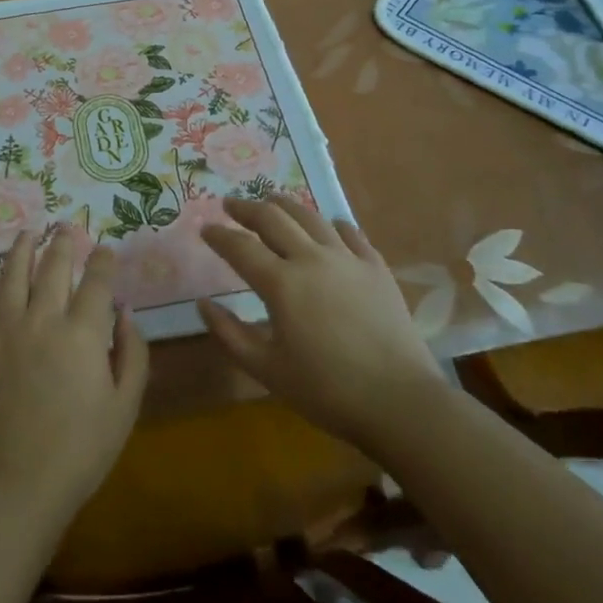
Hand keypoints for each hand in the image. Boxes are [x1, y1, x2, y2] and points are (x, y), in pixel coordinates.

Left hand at [0, 230, 149, 523]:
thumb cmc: (82, 449)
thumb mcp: (125, 406)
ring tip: (27, 234)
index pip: (97, 281)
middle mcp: (43, 319)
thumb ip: (132, 353)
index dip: (102, 260)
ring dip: (21, 251)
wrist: (18, 481)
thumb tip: (126, 312)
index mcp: (83, 332)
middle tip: (66, 226)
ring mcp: (5, 330)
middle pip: (53, 268)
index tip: (104, 249)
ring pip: (12, 276)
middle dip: (62, 243)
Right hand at [198, 196, 445, 454]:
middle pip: (274, 218)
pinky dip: (333, 224)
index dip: (219, 235)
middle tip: (231, 205)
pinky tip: (329, 226)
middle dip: (247, 208)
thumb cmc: (326, 390)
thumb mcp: (267, 370)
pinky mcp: (376, 267)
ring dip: (285, 205)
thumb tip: (203, 304)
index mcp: (281, 283)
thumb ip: (230, 334)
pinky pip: (351, 233)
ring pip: (311, 217)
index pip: (240, 247)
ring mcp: (348, 259)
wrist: (399, 401)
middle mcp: (312, 259)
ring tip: (272, 201)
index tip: (204, 228)